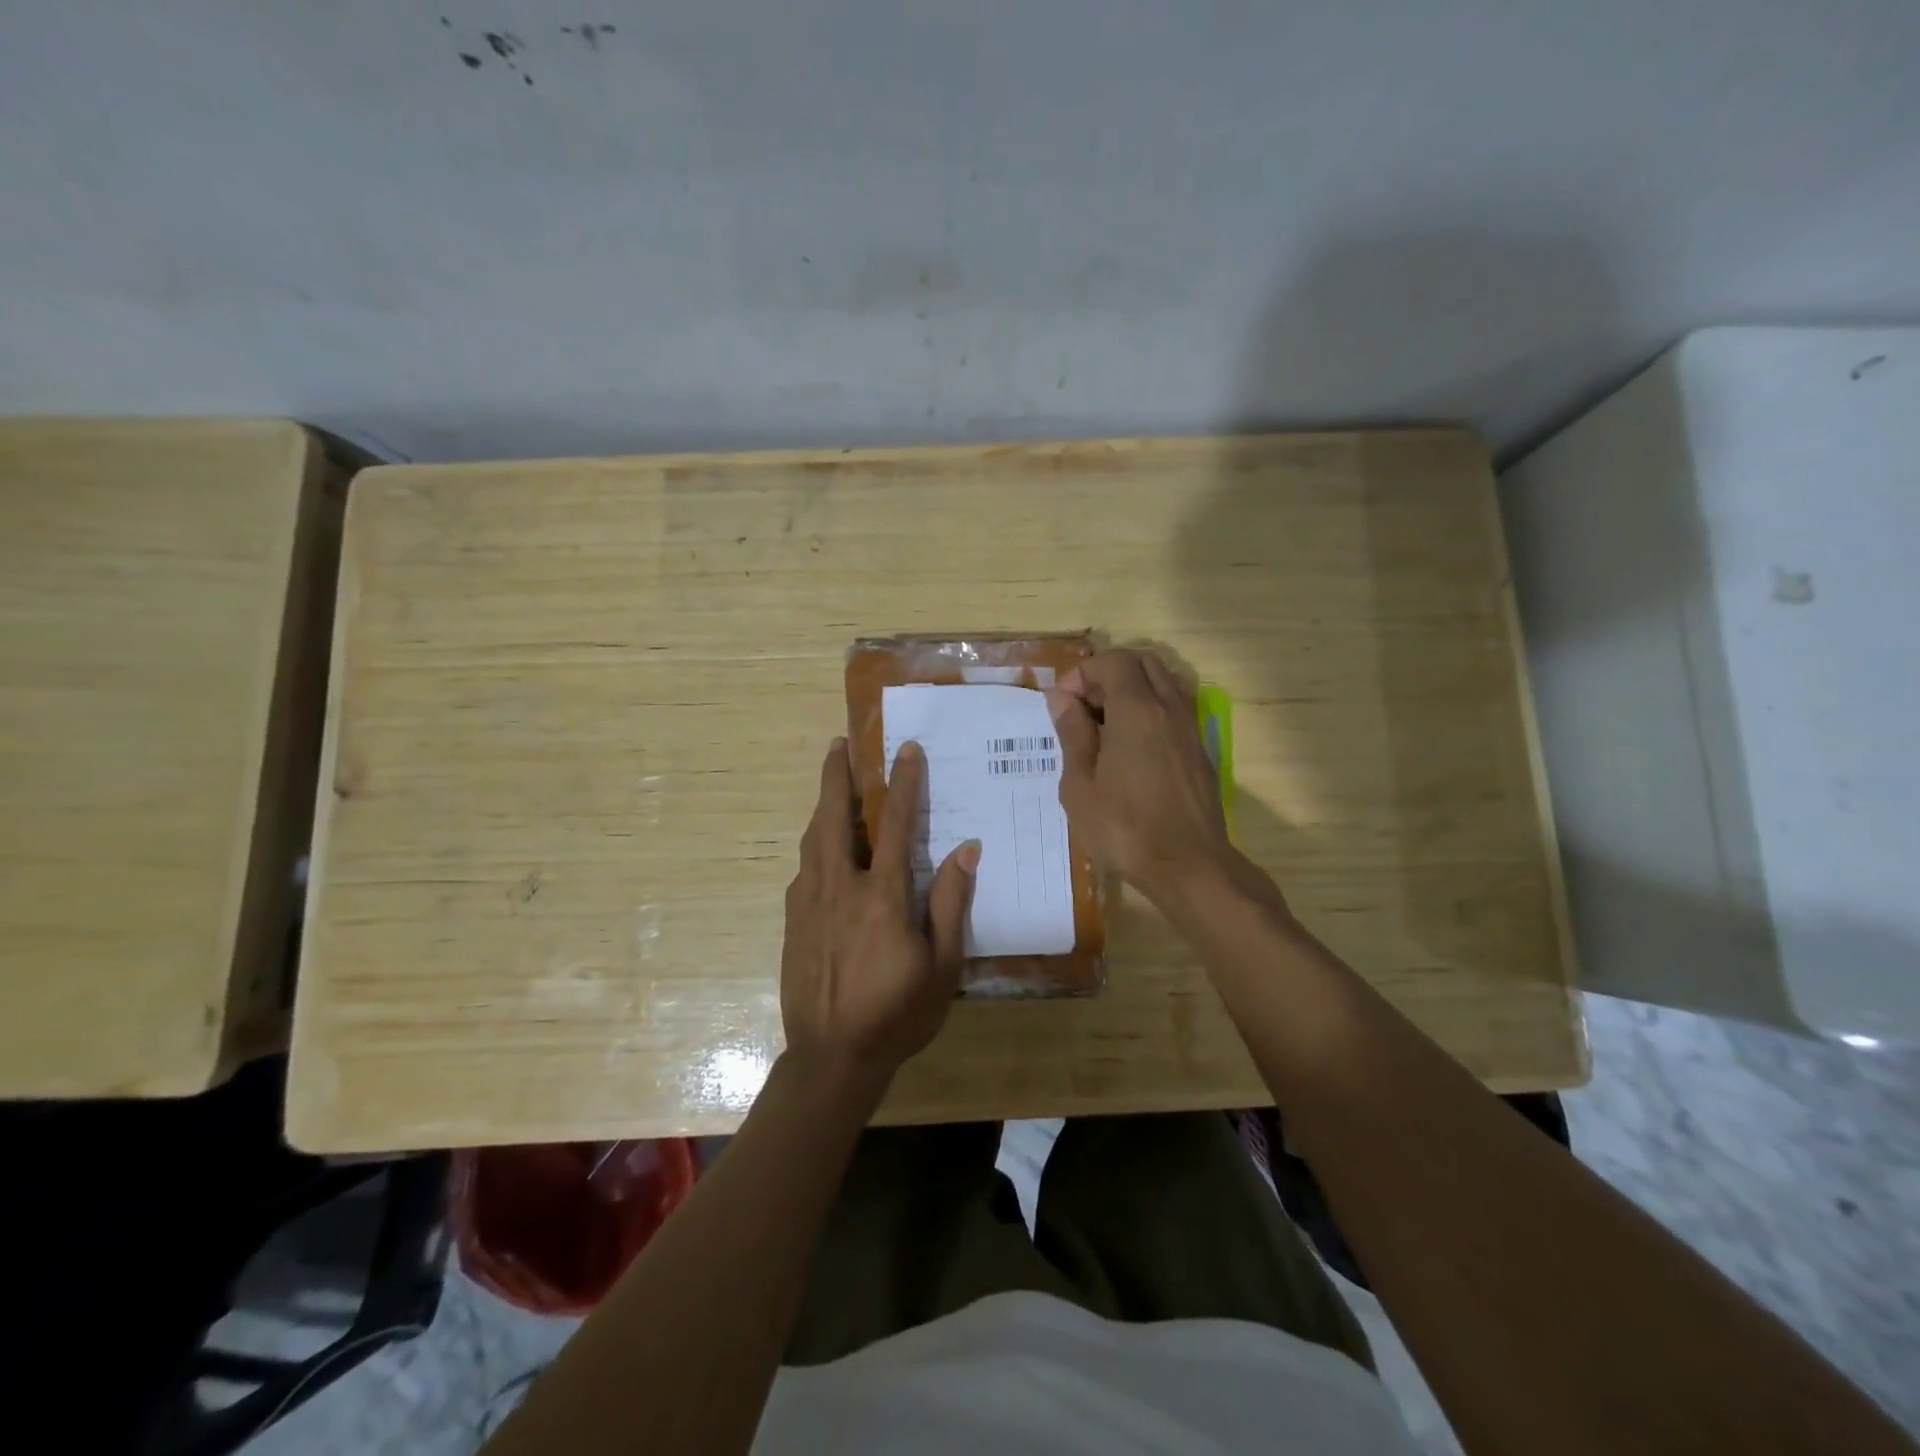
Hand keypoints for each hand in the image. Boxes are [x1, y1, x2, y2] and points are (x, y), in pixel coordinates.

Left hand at [780, 738, 979, 1088]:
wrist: (830, 1057)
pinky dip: (815, 844)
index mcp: (882, 895)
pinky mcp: (791, 920)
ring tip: (830, 783)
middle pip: (834, 816)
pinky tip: (822, 848)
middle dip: (836, 775)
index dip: (904, 782)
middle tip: (839, 743)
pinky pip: (804, 868)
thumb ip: (951, 903)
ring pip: (813, 838)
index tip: (907, 749)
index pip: (895, 823)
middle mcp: (840, 886)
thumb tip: (966, 849)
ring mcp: (809, 902)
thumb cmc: (897, 1013)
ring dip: (823, 805)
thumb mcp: (942, 966)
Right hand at [1046, 648, 1238, 904]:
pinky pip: (1172, 710)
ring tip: (1102, 728)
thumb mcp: (1081, 784)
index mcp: (1137, 710)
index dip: (1082, 673)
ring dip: (1130, 691)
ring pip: (1162, 683)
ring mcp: (1190, 728)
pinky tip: (1127, 749)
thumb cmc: (1125, 828)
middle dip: (1108, 675)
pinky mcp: (1199, 751)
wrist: (1189, 867)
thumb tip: (1062, 698)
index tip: (1061, 703)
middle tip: (1083, 708)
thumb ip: (1073, 733)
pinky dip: (1148, 711)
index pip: (1113, 661)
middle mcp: (1169, 708)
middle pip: (1143, 663)